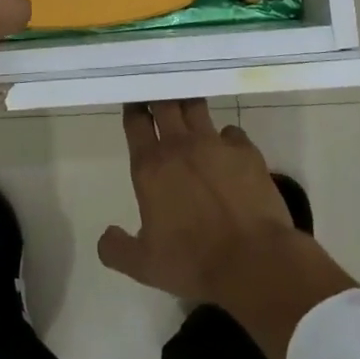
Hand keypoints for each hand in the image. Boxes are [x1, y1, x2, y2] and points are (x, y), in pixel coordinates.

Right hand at [99, 100, 358, 358]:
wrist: (253, 261)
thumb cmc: (193, 261)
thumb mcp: (144, 266)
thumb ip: (116, 249)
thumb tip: (106, 235)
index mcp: (150, 166)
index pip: (136, 122)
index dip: (134, 108)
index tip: (134, 101)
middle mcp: (180, 146)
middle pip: (165, 103)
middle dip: (159, 96)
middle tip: (158, 93)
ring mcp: (216, 144)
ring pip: (197, 108)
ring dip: (189, 105)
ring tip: (188, 106)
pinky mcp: (246, 151)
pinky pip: (231, 131)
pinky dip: (225, 136)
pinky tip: (226, 147)